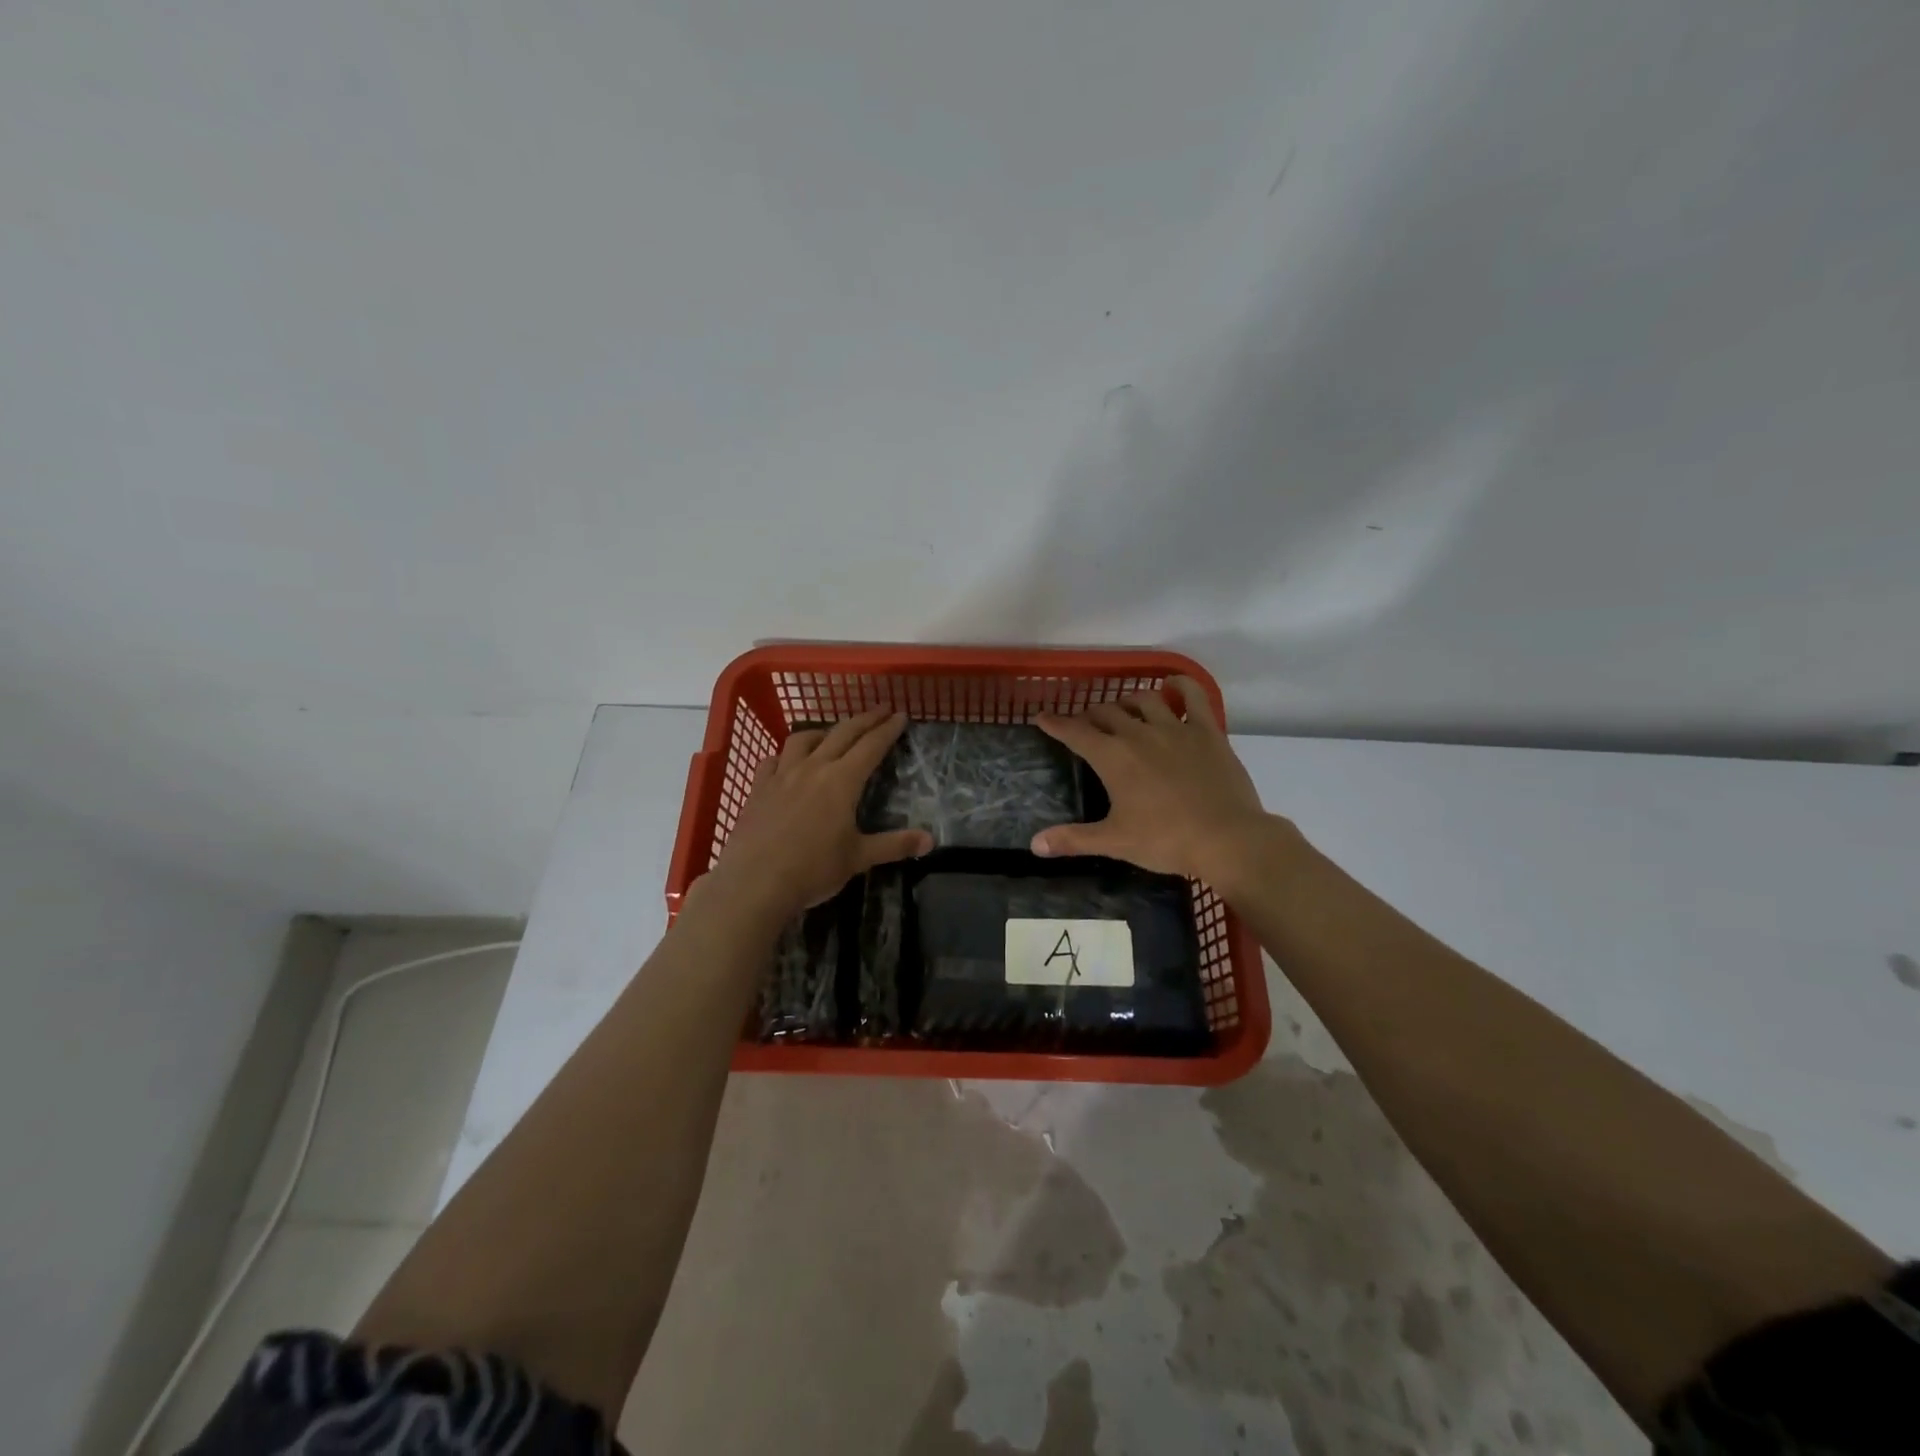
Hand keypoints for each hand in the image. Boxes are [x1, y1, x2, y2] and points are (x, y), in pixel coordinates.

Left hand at [706, 708, 931, 919]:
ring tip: (832, 733)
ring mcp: (782, 776)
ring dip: (823, 731)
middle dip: (864, 720)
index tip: (900, 715)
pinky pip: (772, 760)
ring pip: (803, 739)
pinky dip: (785, 754)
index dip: (887, 729)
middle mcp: (813, 768)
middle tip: (879, 710)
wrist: (754, 882)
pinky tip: (787, 761)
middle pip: (842, 734)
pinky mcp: (758, 789)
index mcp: (842, 781)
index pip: (871, 746)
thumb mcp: (859, 858)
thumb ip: (894, 845)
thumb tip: (930, 840)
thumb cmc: (813, 870)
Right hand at [1030, 677, 1278, 890]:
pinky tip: (1173, 685)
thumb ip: (1073, 839)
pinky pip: (1193, 696)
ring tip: (1124, 709)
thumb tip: (1035, 845)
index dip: (1056, 724)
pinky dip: (1180, 685)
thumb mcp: (1115, 842)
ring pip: (1144, 699)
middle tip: (1086, 725)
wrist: (1227, 838)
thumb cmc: (1166, 840)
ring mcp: (1175, 728)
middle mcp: (1139, 734)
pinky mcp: (1207, 731)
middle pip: (1107, 712)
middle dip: (1090, 715)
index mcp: (1113, 757)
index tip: (1042, 717)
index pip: (1075, 733)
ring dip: (1128, 701)